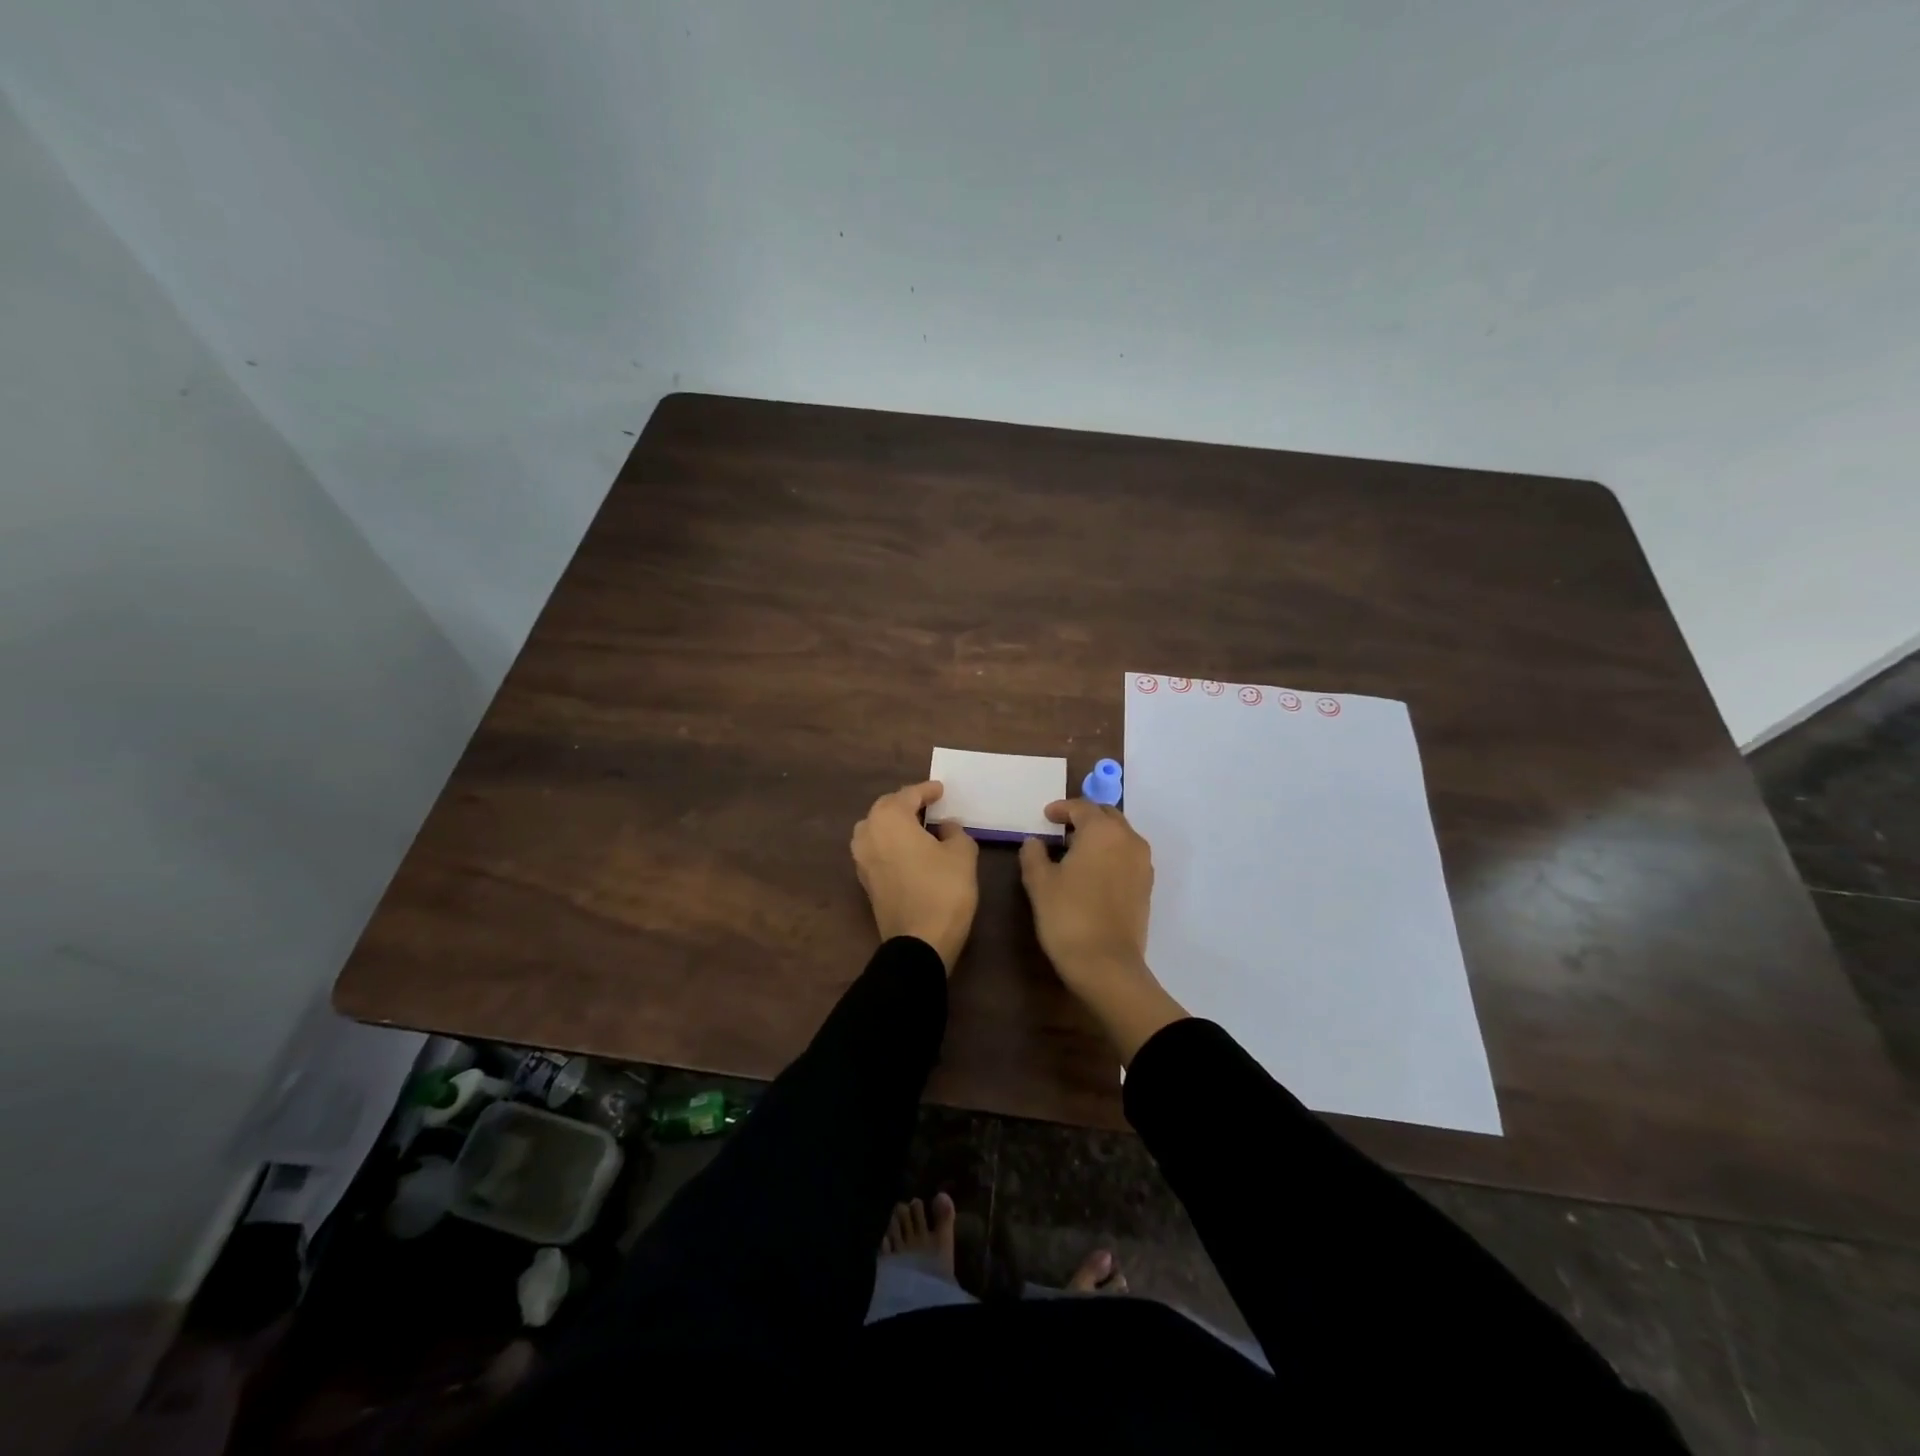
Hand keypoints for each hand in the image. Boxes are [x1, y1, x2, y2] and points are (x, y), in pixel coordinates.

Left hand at [851, 781, 978, 971]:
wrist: (919, 942)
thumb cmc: (943, 890)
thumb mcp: (962, 854)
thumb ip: (954, 832)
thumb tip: (945, 826)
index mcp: (889, 818)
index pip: (909, 795)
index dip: (928, 791)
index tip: (942, 790)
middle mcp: (868, 833)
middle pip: (887, 808)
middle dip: (907, 804)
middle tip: (930, 805)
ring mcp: (861, 858)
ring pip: (877, 828)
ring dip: (895, 823)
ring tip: (919, 826)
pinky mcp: (864, 880)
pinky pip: (876, 849)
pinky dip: (891, 843)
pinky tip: (910, 849)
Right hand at [1019, 799, 1186, 1061]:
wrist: (1107, 965)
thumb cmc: (1068, 916)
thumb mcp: (1040, 883)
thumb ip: (1034, 855)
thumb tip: (1034, 842)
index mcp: (1102, 831)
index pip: (1081, 807)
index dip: (1061, 809)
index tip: (1046, 816)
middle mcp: (1129, 840)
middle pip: (1107, 816)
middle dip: (1084, 818)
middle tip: (1061, 829)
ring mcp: (1142, 864)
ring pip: (1120, 836)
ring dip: (1099, 836)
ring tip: (1076, 850)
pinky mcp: (1147, 886)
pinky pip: (1127, 857)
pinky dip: (1110, 854)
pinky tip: (1093, 872)